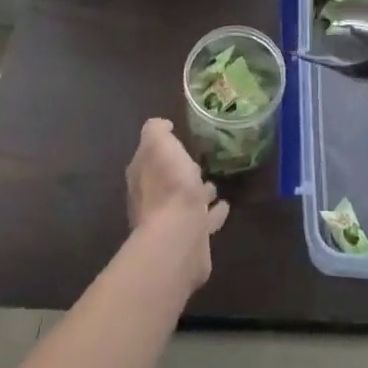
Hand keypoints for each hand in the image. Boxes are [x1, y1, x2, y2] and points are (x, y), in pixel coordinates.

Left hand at [126, 117, 229, 284]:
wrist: (179, 236)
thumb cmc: (169, 186)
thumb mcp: (159, 144)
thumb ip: (156, 131)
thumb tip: (163, 126)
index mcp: (142, 177)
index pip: (148, 158)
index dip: (161, 149)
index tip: (177, 139)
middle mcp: (151, 201)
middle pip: (167, 182)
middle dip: (181, 173)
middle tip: (198, 164)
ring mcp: (171, 223)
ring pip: (186, 203)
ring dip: (199, 194)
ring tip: (214, 186)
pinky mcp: (190, 241)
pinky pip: (203, 222)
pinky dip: (213, 214)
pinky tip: (225, 207)